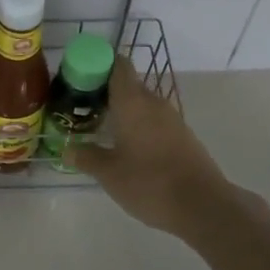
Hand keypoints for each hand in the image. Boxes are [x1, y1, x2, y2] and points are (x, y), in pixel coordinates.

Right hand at [66, 57, 236, 238]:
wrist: (202, 205)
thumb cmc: (149, 182)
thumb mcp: (109, 174)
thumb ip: (86, 157)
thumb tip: (67, 150)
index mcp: (132, 101)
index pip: (118, 65)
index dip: (99, 64)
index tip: (81, 78)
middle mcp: (153, 102)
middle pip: (128, 85)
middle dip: (105, 93)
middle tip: (82, 109)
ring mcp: (172, 119)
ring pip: (142, 104)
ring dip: (123, 111)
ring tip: (101, 130)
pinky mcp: (183, 136)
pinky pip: (155, 121)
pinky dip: (139, 126)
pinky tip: (127, 148)